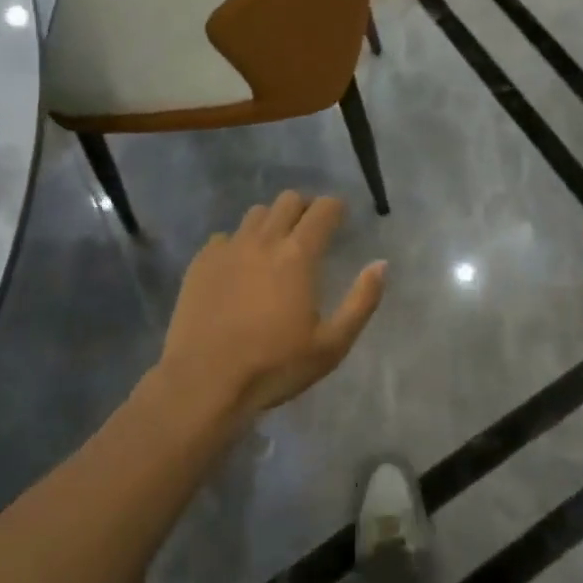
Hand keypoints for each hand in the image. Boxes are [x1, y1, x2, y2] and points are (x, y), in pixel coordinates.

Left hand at [157, 191, 385, 423]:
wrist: (203, 383)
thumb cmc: (274, 366)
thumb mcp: (331, 345)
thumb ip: (362, 301)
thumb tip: (381, 264)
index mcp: (298, 254)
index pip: (323, 209)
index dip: (336, 208)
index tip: (340, 218)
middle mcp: (264, 239)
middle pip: (289, 200)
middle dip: (305, 207)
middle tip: (310, 230)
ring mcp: (229, 248)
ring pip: (256, 213)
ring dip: (272, 221)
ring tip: (274, 246)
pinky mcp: (201, 261)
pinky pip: (225, 237)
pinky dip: (238, 244)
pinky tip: (238, 268)